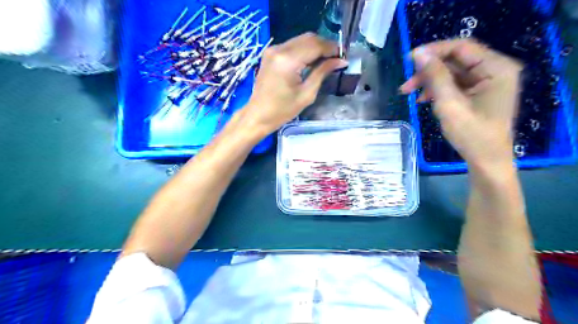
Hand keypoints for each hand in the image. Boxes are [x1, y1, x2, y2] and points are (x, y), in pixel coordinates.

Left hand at [240, 32, 346, 133]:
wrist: (258, 115)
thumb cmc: (282, 110)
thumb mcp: (307, 94)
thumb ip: (322, 73)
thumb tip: (340, 61)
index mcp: (288, 60)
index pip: (316, 45)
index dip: (332, 49)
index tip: (343, 57)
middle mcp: (279, 49)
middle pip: (309, 38)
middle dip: (325, 46)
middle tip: (336, 59)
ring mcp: (272, 49)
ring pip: (301, 39)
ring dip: (315, 47)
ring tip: (326, 60)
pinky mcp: (270, 53)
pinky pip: (292, 45)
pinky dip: (304, 50)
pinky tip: (311, 61)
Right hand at [403, 39, 523, 170]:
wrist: (486, 160)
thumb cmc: (471, 134)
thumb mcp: (450, 104)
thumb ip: (435, 76)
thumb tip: (418, 54)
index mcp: (496, 68)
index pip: (461, 47)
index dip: (433, 51)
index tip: (409, 60)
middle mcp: (494, 70)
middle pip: (455, 60)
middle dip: (428, 71)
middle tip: (405, 85)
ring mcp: (486, 82)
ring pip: (451, 73)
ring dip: (429, 81)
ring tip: (408, 94)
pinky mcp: (478, 93)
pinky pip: (454, 84)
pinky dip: (437, 90)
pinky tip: (422, 99)